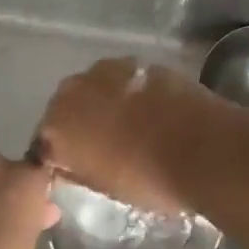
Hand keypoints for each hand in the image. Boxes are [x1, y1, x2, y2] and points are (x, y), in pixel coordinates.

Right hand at [32, 58, 216, 214]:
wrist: (203, 148)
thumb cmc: (148, 179)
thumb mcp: (103, 187)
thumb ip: (77, 169)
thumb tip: (68, 163)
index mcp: (57, 126)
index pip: (45, 141)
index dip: (60, 154)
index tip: (75, 166)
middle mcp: (73, 90)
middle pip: (67, 106)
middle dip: (80, 121)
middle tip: (103, 145)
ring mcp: (108, 70)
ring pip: (96, 88)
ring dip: (105, 102)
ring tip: (129, 124)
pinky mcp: (139, 62)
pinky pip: (125, 80)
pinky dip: (131, 92)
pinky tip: (151, 110)